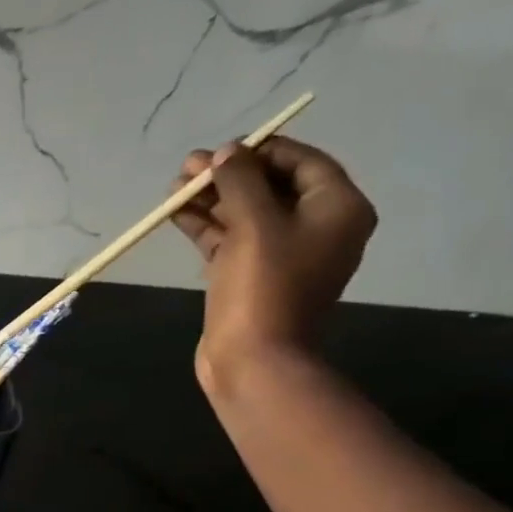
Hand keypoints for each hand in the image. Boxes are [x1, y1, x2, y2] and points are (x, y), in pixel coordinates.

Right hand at [171, 136, 376, 391]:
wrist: (253, 361)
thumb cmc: (264, 288)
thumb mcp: (254, 224)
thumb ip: (240, 181)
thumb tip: (226, 153)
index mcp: (337, 209)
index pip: (301, 162)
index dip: (259, 151)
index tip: (221, 150)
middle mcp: (316, 228)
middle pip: (270, 187)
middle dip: (228, 176)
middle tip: (188, 167)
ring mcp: (281, 257)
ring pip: (245, 215)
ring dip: (211, 200)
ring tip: (175, 187)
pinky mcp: (250, 279)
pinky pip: (231, 242)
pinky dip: (207, 227)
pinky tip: (177, 213)